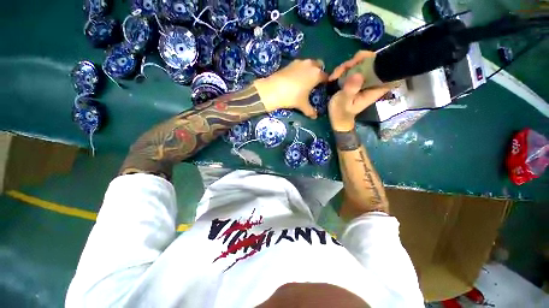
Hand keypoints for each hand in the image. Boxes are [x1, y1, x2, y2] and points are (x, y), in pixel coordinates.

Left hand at [253, 59, 327, 118]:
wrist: (273, 89)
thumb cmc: (292, 97)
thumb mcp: (302, 105)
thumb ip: (310, 111)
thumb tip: (315, 117)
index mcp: (317, 74)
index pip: (326, 77)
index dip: (325, 82)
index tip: (322, 87)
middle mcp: (310, 65)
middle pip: (319, 65)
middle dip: (319, 72)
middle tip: (314, 83)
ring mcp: (300, 62)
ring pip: (309, 63)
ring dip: (309, 70)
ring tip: (304, 81)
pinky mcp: (290, 62)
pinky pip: (300, 65)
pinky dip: (300, 69)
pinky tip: (294, 79)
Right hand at [328, 51, 390, 131]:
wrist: (336, 119)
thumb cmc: (341, 112)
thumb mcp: (344, 102)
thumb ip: (350, 89)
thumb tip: (358, 74)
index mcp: (375, 88)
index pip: (385, 68)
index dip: (376, 59)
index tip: (361, 60)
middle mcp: (372, 82)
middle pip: (372, 61)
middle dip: (357, 61)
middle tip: (343, 68)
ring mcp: (364, 80)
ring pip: (361, 63)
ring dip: (347, 65)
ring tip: (335, 75)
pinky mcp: (356, 80)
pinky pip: (353, 68)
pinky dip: (343, 69)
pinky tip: (334, 76)